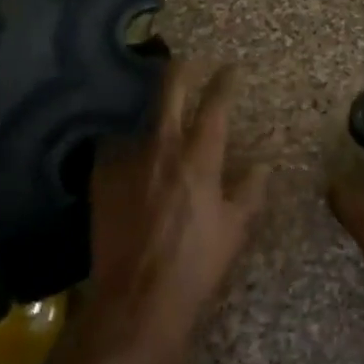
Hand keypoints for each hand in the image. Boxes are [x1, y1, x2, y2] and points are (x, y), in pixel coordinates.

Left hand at [78, 60, 267, 363]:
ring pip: (139, 119)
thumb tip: (263, 165)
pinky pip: (116, 148)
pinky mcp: (101, 178)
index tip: (230, 67)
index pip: (215, 106)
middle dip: (182, 70)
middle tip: (191, 62)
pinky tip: (131, 156)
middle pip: (170, 91)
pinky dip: (127, 147)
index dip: (224, 81)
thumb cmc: (195, 266)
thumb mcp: (234, 230)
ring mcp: (127, 160)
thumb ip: (250, 191)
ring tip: (158, 115)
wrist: (136, 301)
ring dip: (153, 114)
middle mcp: (162, 148)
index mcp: (199, 159)